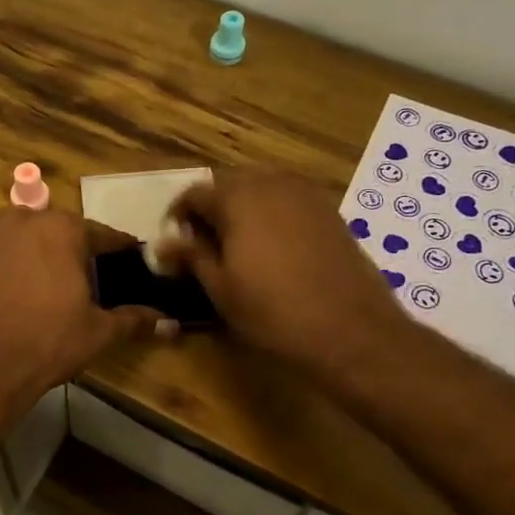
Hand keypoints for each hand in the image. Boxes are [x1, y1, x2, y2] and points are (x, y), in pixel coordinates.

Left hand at [0, 208, 164, 408]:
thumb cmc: (48, 342)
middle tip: (78, 276)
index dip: (117, 248)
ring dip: (29, 241)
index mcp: (65, 230)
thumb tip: (171, 323)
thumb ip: (134, 320)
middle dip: (70, 247)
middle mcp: (26, 218)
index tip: (127, 257)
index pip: (102, 234)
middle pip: (57, 227)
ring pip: (17, 226)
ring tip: (35, 272)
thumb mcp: (98, 332)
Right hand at [159, 169, 415, 380]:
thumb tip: (164, 243)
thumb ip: (192, 256)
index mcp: (238, 198)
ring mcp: (306, 195)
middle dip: (211, 208)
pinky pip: (288, 200)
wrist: (350, 331)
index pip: (194, 193)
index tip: (176, 245)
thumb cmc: (273, 312)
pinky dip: (271, 214)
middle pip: (229, 183)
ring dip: (242, 208)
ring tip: (237, 246)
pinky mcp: (329, 212)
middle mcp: (272, 184)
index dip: (179, 217)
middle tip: (204, 245)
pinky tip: (272, 249)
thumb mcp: (220, 288)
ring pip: (262, 188)